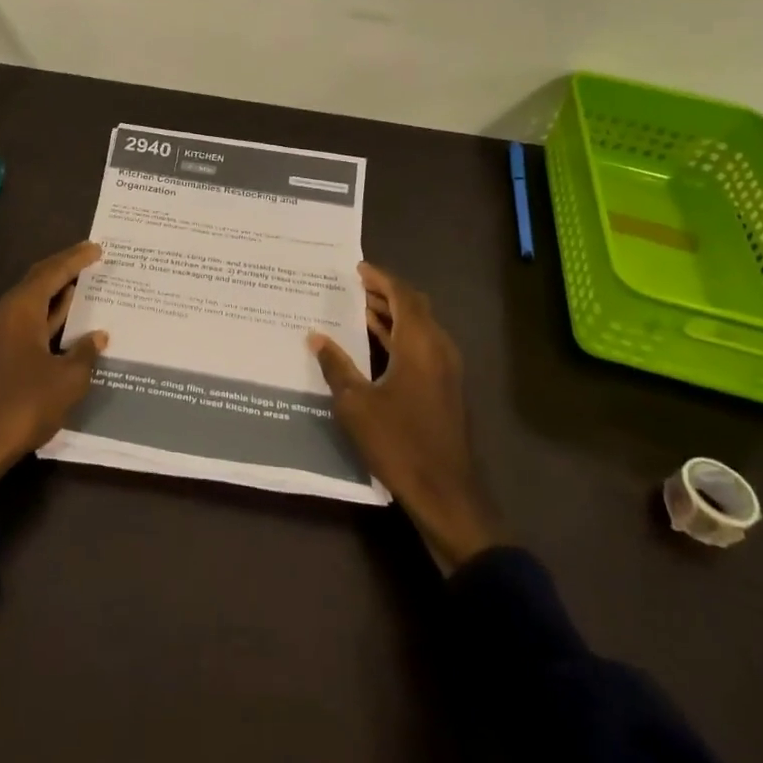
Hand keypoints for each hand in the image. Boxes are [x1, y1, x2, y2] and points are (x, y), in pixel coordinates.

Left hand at [0, 241, 108, 485]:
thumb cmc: (25, 404)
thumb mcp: (67, 379)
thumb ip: (85, 352)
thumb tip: (98, 336)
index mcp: (21, 309)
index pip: (52, 272)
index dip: (76, 259)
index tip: (98, 248)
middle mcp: (7, 313)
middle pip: (38, 281)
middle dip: (66, 269)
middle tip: (94, 259)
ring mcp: (0, 334)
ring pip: (33, 302)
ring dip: (58, 293)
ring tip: (88, 285)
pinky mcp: (0, 353)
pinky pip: (30, 321)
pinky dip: (51, 315)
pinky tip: (71, 322)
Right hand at [309, 263, 504, 573]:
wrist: (446, 493)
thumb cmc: (399, 442)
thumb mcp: (356, 404)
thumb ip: (336, 366)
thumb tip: (315, 336)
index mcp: (420, 344)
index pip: (402, 296)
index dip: (381, 279)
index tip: (358, 268)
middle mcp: (438, 349)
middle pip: (415, 308)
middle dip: (387, 294)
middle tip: (356, 286)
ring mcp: (446, 371)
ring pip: (420, 328)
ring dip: (394, 316)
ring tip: (360, 309)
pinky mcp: (445, 390)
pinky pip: (422, 347)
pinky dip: (400, 337)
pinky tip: (377, 346)